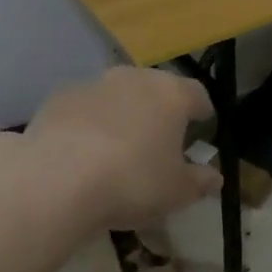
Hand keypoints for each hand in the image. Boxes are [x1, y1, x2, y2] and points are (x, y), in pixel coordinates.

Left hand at [23, 67, 222, 228]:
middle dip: (160, 110)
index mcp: (172, 94)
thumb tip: (215, 178)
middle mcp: (135, 78)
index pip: (197, 93)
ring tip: (118, 147)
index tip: (202, 125)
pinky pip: (84, 108)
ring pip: (117, 95)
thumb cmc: (131, 182)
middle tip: (159, 139)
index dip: (201, 110)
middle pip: (155, 88)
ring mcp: (93, 84)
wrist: (56, 181)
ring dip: (122, 113)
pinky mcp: (58, 98)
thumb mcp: (176, 192)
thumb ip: (199, 182)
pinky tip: (82, 151)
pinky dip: (88, 122)